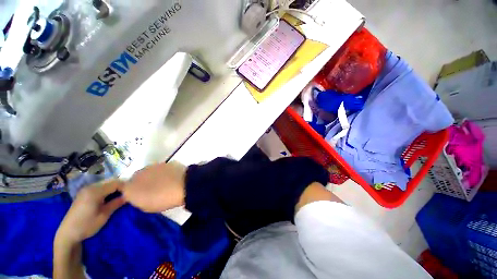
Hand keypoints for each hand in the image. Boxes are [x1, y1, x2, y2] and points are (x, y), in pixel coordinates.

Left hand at [55, 180, 125, 244]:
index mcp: (95, 191)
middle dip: (121, 187)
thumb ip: (116, 203)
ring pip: (106, 184)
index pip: (116, 183)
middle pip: (111, 182)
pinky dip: (108, 190)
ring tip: (121, 196)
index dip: (126, 187)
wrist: (68, 233)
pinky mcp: (85, 193)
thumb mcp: (104, 216)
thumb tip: (129, 196)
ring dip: (115, 188)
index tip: (133, 193)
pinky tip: (110, 197)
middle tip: (128, 195)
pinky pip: (100, 187)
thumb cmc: (87, 225)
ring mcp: (86, 189)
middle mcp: (90, 187)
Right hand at [121, 161, 185, 212]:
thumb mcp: (147, 207)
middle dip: (141, 183)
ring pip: (148, 172)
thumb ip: (138, 199)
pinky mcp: (164, 162)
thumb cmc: (164, 200)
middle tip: (152, 190)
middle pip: (135, 178)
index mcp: (129, 188)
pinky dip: (163, 172)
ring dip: (152, 177)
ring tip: (163, 183)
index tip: (138, 196)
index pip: (122, 188)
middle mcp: (137, 174)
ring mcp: (152, 166)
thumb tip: (139, 195)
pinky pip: (160, 168)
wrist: (183, 184)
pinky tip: (171, 177)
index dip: (130, 192)